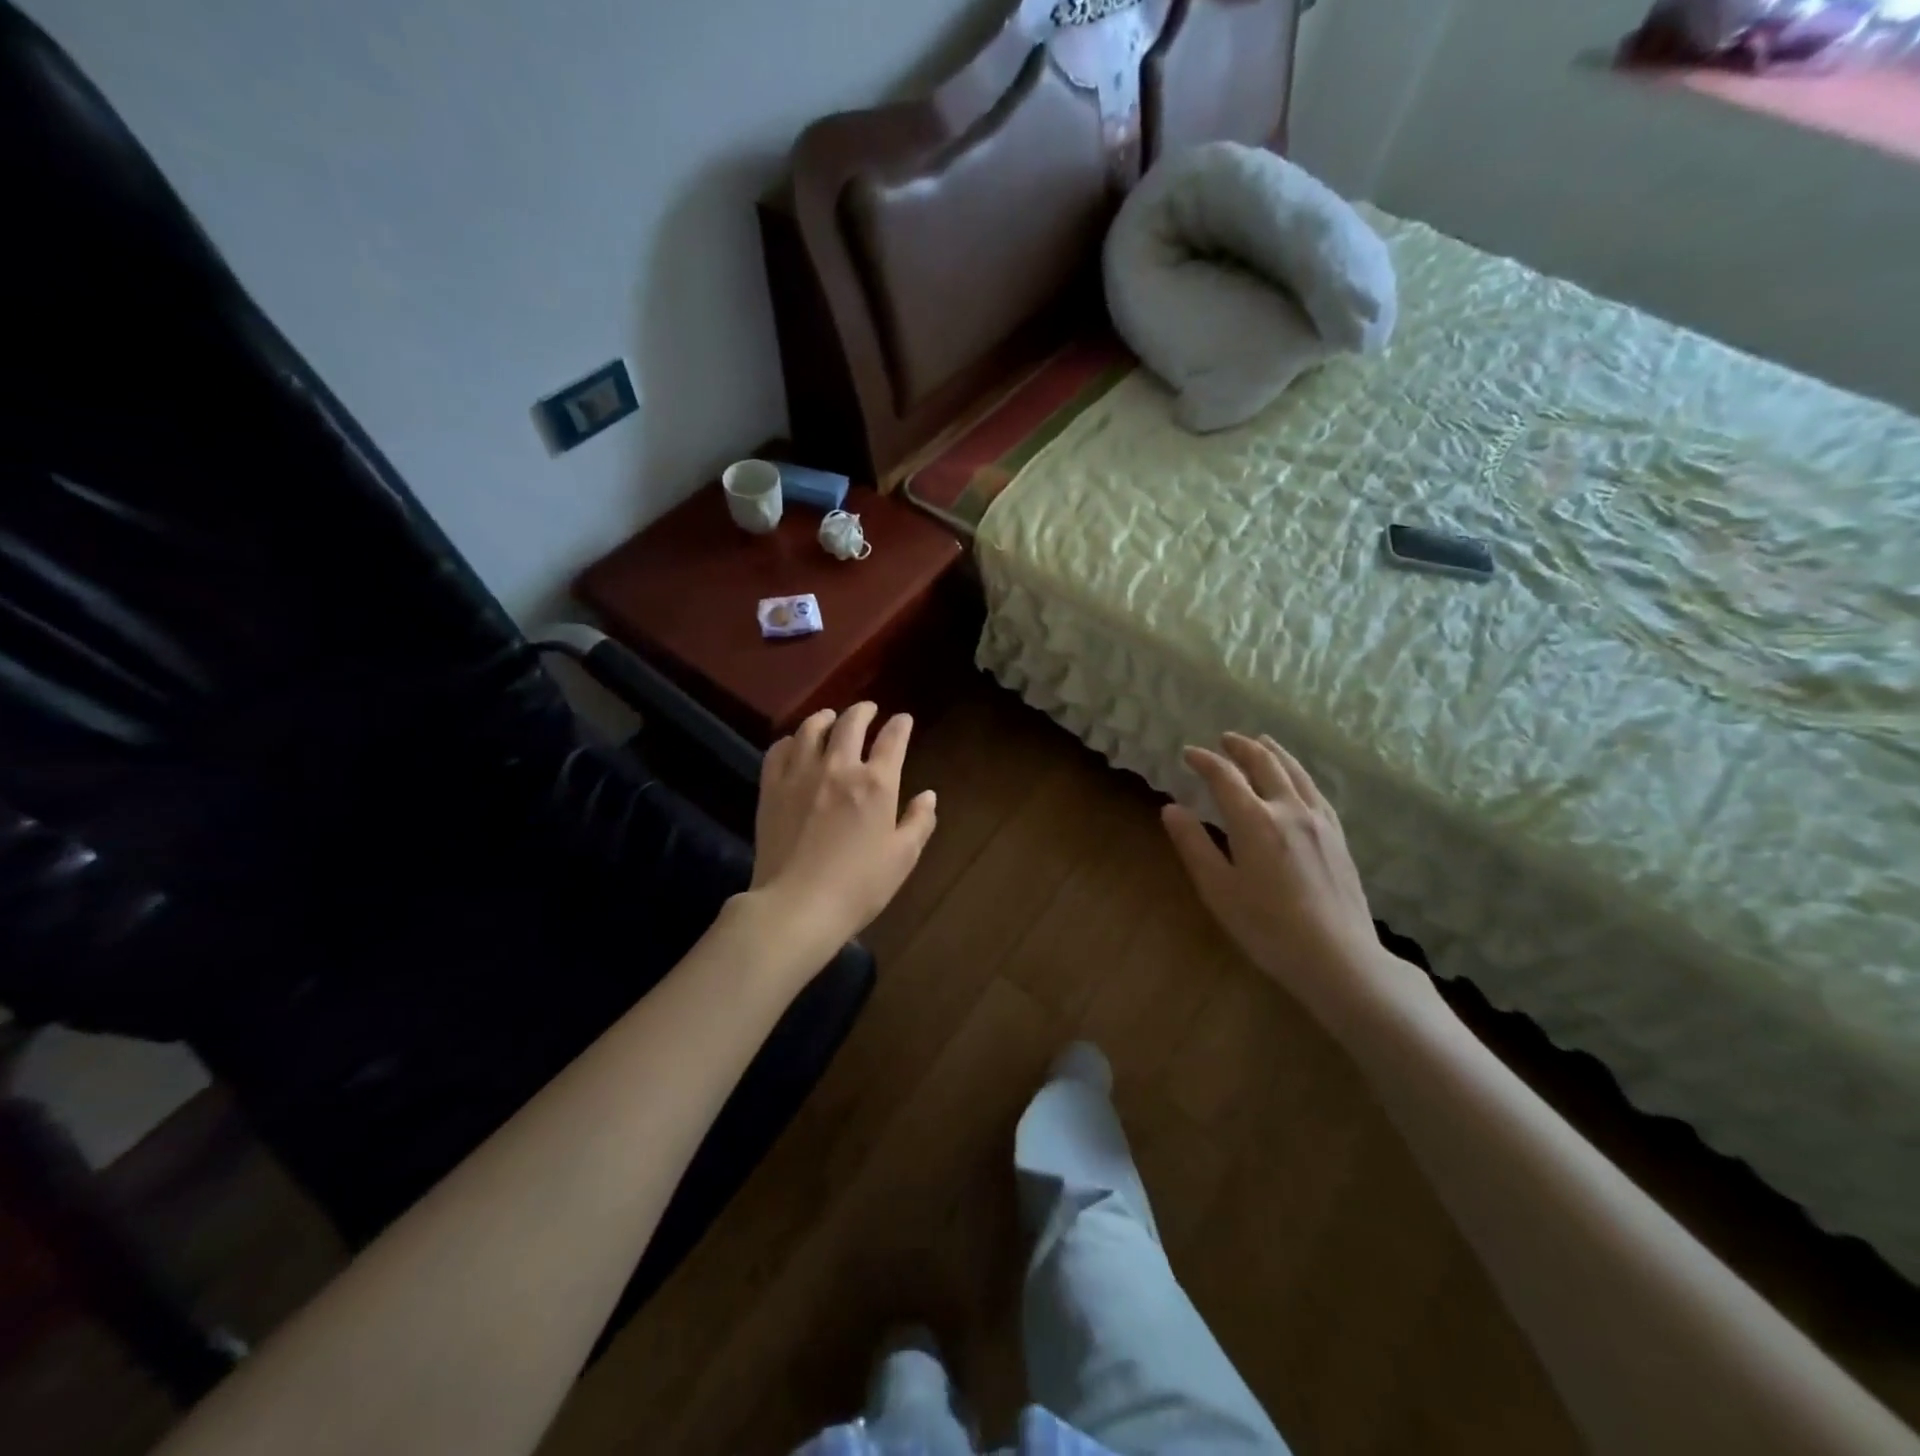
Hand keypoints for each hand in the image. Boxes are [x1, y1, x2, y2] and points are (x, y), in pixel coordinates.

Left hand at [749, 703, 937, 951]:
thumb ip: (919, 822)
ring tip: (830, 718)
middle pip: (851, 724)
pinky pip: (779, 749)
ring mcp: (801, 774)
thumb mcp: (902, 858)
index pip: (892, 740)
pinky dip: (791, 740)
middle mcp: (839, 767)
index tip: (903, 720)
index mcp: (876, 783)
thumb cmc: (859, 885)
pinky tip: (795, 743)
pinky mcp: (772, 787)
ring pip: (812, 729)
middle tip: (868, 709)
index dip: (900, 725)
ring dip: (825, 718)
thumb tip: (929, 796)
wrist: (798, 905)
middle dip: (863, 711)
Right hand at [1162, 733, 1436, 1035]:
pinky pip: (1315, 790)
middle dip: (1241, 747)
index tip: (1188, 753)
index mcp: (1255, 821)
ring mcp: (1319, 821)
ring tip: (1261, 742)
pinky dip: (1299, 773)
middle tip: (1224, 739)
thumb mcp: (1219, 890)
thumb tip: (1171, 808)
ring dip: (1274, 752)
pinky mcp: (1338, 836)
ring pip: (1296, 772)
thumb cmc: (1267, 927)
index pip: (1225, 776)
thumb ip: (1194, 845)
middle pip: (1265, 764)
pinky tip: (1297, 780)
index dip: (1205, 761)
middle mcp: (1289, 810)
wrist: (1338, 957)